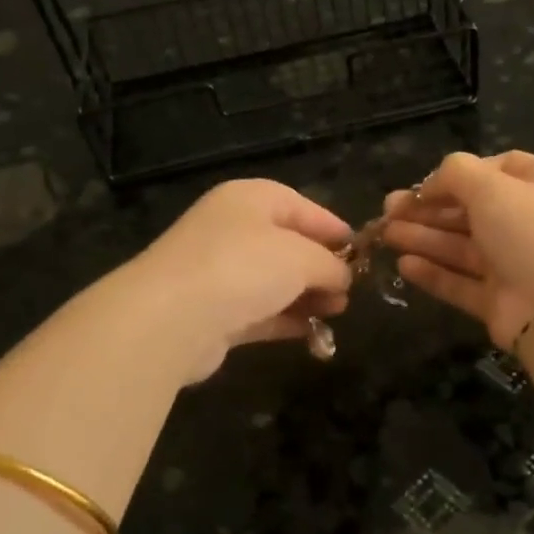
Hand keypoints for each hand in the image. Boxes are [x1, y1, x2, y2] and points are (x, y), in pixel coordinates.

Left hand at [128, 179, 354, 379]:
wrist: (173, 318)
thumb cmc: (244, 268)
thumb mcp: (302, 257)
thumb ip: (330, 264)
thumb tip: (343, 276)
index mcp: (250, 200)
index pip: (300, 205)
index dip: (332, 227)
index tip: (361, 250)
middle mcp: (231, 229)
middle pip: (287, 244)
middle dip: (322, 267)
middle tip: (349, 290)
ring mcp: (219, 272)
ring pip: (274, 281)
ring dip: (307, 296)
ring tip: (337, 312)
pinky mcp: (213, 312)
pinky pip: (259, 312)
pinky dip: (286, 320)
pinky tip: (313, 333)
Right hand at [381, 151, 533, 350]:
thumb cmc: (529, 231)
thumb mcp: (491, 186)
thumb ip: (455, 173)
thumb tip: (433, 184)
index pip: (495, 170)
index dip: (458, 174)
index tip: (426, 185)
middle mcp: (526, 223)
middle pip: (470, 210)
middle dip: (428, 209)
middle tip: (387, 210)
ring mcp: (512, 264)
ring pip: (460, 247)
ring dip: (422, 238)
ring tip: (385, 234)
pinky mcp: (497, 300)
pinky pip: (459, 282)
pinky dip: (433, 273)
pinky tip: (404, 265)